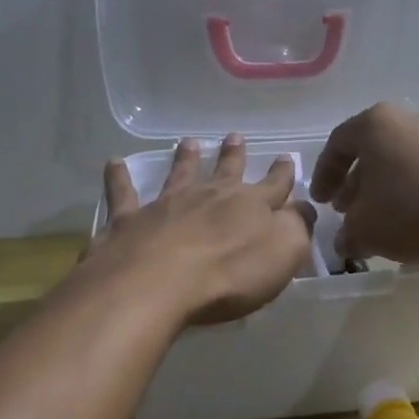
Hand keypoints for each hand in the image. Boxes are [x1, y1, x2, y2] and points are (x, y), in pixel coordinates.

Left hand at [90, 134, 316, 325]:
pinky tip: (113, 162)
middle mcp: (210, 196)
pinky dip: (118, 177)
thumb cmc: (230, 274)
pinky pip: (123, 193)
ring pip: (179, 173)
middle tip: (235, 136)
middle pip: (226, 170)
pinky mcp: (130, 220)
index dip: (282, 173)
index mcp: (251, 206)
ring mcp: (167, 204)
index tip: (286, 157)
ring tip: (188, 142)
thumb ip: (298, 227)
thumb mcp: (283, 252)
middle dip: (234, 154)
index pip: (274, 186)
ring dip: (185, 157)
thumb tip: (305, 207)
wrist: (158, 282)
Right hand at [309, 103, 418, 263]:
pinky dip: (410, 192)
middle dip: (355, 184)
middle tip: (347, 211)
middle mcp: (407, 119)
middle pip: (371, 151)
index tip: (320, 202)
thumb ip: (347, 234)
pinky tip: (410, 221)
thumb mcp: (364, 228)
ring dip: (383, 190)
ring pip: (399, 162)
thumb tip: (345, 242)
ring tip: (378, 221)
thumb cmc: (409, 208)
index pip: (337, 144)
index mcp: (374, 123)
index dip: (323, 175)